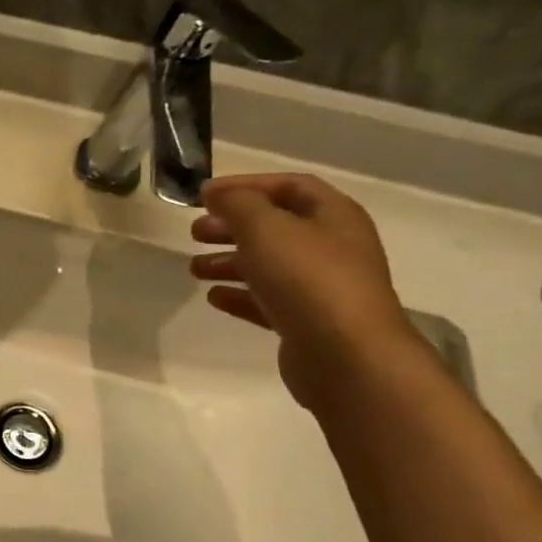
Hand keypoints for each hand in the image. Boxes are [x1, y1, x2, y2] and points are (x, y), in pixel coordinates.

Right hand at [189, 173, 423, 409]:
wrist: (346, 356)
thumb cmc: (307, 279)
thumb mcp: (265, 228)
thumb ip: (238, 204)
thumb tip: (217, 193)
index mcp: (333, 216)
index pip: (290, 186)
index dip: (246, 185)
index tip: (204, 196)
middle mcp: (332, 247)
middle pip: (276, 227)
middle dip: (232, 226)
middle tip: (194, 232)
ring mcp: (321, 287)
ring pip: (269, 265)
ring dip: (229, 262)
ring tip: (194, 269)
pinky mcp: (307, 322)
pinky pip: (268, 301)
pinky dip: (239, 295)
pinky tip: (214, 298)